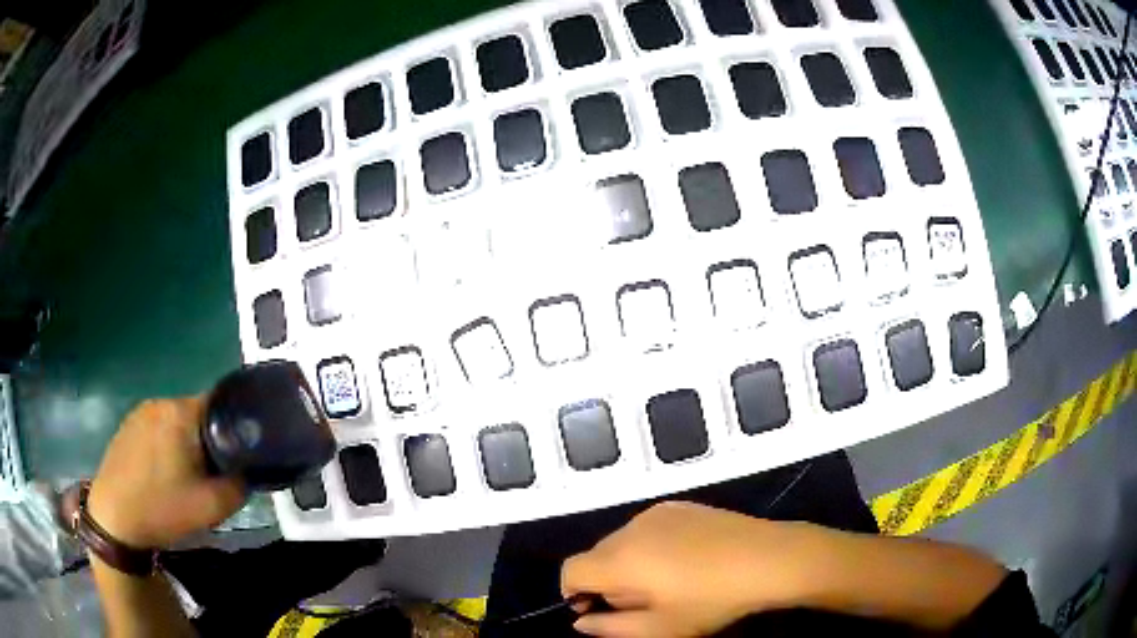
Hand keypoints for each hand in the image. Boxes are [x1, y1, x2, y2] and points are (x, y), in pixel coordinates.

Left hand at [87, 397, 245, 547]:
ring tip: (187, 478)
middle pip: (198, 415)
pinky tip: (164, 475)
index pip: (220, 406)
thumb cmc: (162, 508)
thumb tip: (249, 473)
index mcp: (180, 413)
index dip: (234, 430)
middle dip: (209, 441)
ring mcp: (140, 412)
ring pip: (177, 423)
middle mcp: (160, 402)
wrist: (114, 518)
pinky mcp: (128, 425)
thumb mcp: (211, 508)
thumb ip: (239, 487)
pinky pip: (158, 429)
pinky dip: (167, 447)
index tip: (238, 458)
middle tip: (211, 476)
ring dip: (187, 445)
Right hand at [560, 502, 835, 637]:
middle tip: (639, 603)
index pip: (571, 570)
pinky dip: (649, 545)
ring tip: (664, 581)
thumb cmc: (711, 601)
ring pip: (621, 540)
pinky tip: (683, 559)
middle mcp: (630, 529)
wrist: (766, 559)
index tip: (597, 610)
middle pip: (595, 555)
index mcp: (619, 560)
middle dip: (604, 580)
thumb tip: (580, 623)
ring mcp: (656, 513)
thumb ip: (610, 627)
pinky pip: (647, 527)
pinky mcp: (680, 505)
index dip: (574, 592)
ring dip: (626, 562)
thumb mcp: (660, 627)